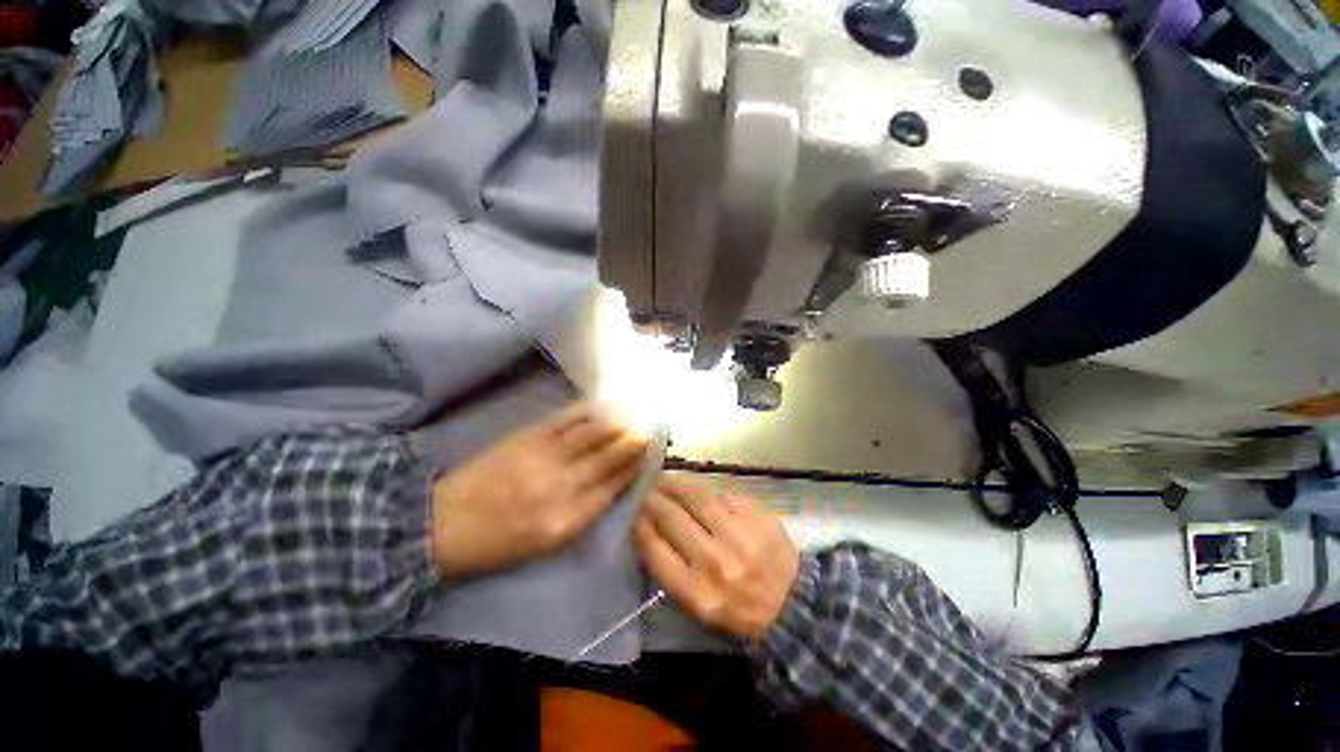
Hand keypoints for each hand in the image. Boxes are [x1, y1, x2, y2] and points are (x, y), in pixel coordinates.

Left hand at [431, 402, 648, 577]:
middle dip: (631, 444)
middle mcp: (561, 486)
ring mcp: (544, 457)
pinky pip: (566, 420)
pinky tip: (600, 408)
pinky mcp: (527, 437)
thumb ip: (583, 513)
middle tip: (646, 433)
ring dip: (615, 425)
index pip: (612, 488)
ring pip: (591, 435)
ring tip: (630, 419)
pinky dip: (587, 412)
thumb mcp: (546, 543)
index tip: (646, 456)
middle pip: (607, 458)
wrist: (444, 524)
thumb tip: (612, 484)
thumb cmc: (498, 543)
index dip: (632, 469)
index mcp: (567, 520)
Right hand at [635, 475, 799, 638]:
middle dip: (654, 500)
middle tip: (647, 491)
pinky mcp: (757, 516)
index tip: (635, 514)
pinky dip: (705, 489)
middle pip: (672, 517)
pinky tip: (697, 488)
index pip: (655, 549)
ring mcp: (738, 534)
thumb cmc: (738, 608)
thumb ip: (672, 570)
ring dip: (676, 484)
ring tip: (666, 479)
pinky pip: (722, 494)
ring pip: (697, 497)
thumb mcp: (698, 606)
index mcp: (696, 591)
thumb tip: (651, 529)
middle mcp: (714, 561)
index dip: (640, 526)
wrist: (791, 603)